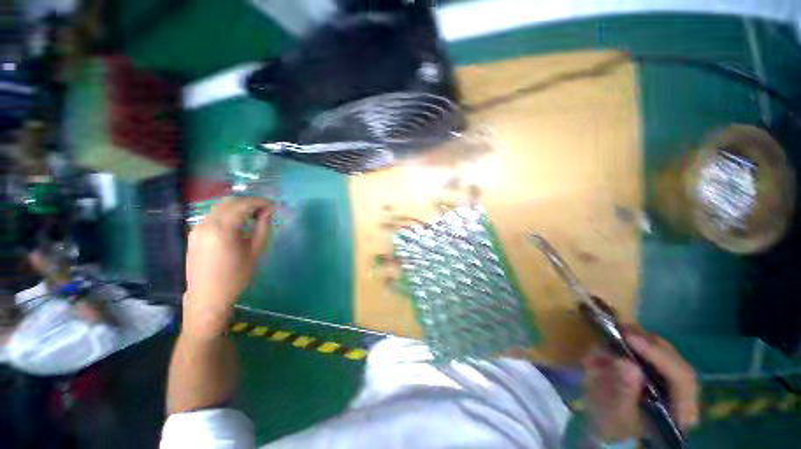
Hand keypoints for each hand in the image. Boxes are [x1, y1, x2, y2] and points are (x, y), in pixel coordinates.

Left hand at [183, 197, 272, 338]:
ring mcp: (197, 228)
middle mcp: (207, 224)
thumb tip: (268, 212)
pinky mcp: (194, 234)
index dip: (260, 202)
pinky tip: (237, 224)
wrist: (208, 296)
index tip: (273, 206)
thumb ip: (262, 228)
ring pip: (219, 207)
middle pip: (229, 202)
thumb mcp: (255, 251)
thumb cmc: (236, 276)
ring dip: (238, 207)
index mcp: (223, 229)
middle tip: (264, 210)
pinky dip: (227, 214)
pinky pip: (212, 215)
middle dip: (249, 202)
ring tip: (253, 216)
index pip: (243, 205)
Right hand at [584, 329, 698, 442]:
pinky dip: (636, 342)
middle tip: (620, 328)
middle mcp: (684, 396)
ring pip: (665, 353)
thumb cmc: (612, 426)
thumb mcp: (613, 414)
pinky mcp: (661, 374)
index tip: (630, 338)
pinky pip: (653, 351)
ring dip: (641, 340)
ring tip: (617, 330)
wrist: (610, 430)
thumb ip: (622, 392)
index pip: (682, 378)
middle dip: (648, 343)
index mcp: (681, 412)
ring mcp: (673, 384)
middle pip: (675, 360)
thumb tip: (626, 363)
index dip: (658, 355)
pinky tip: (619, 338)